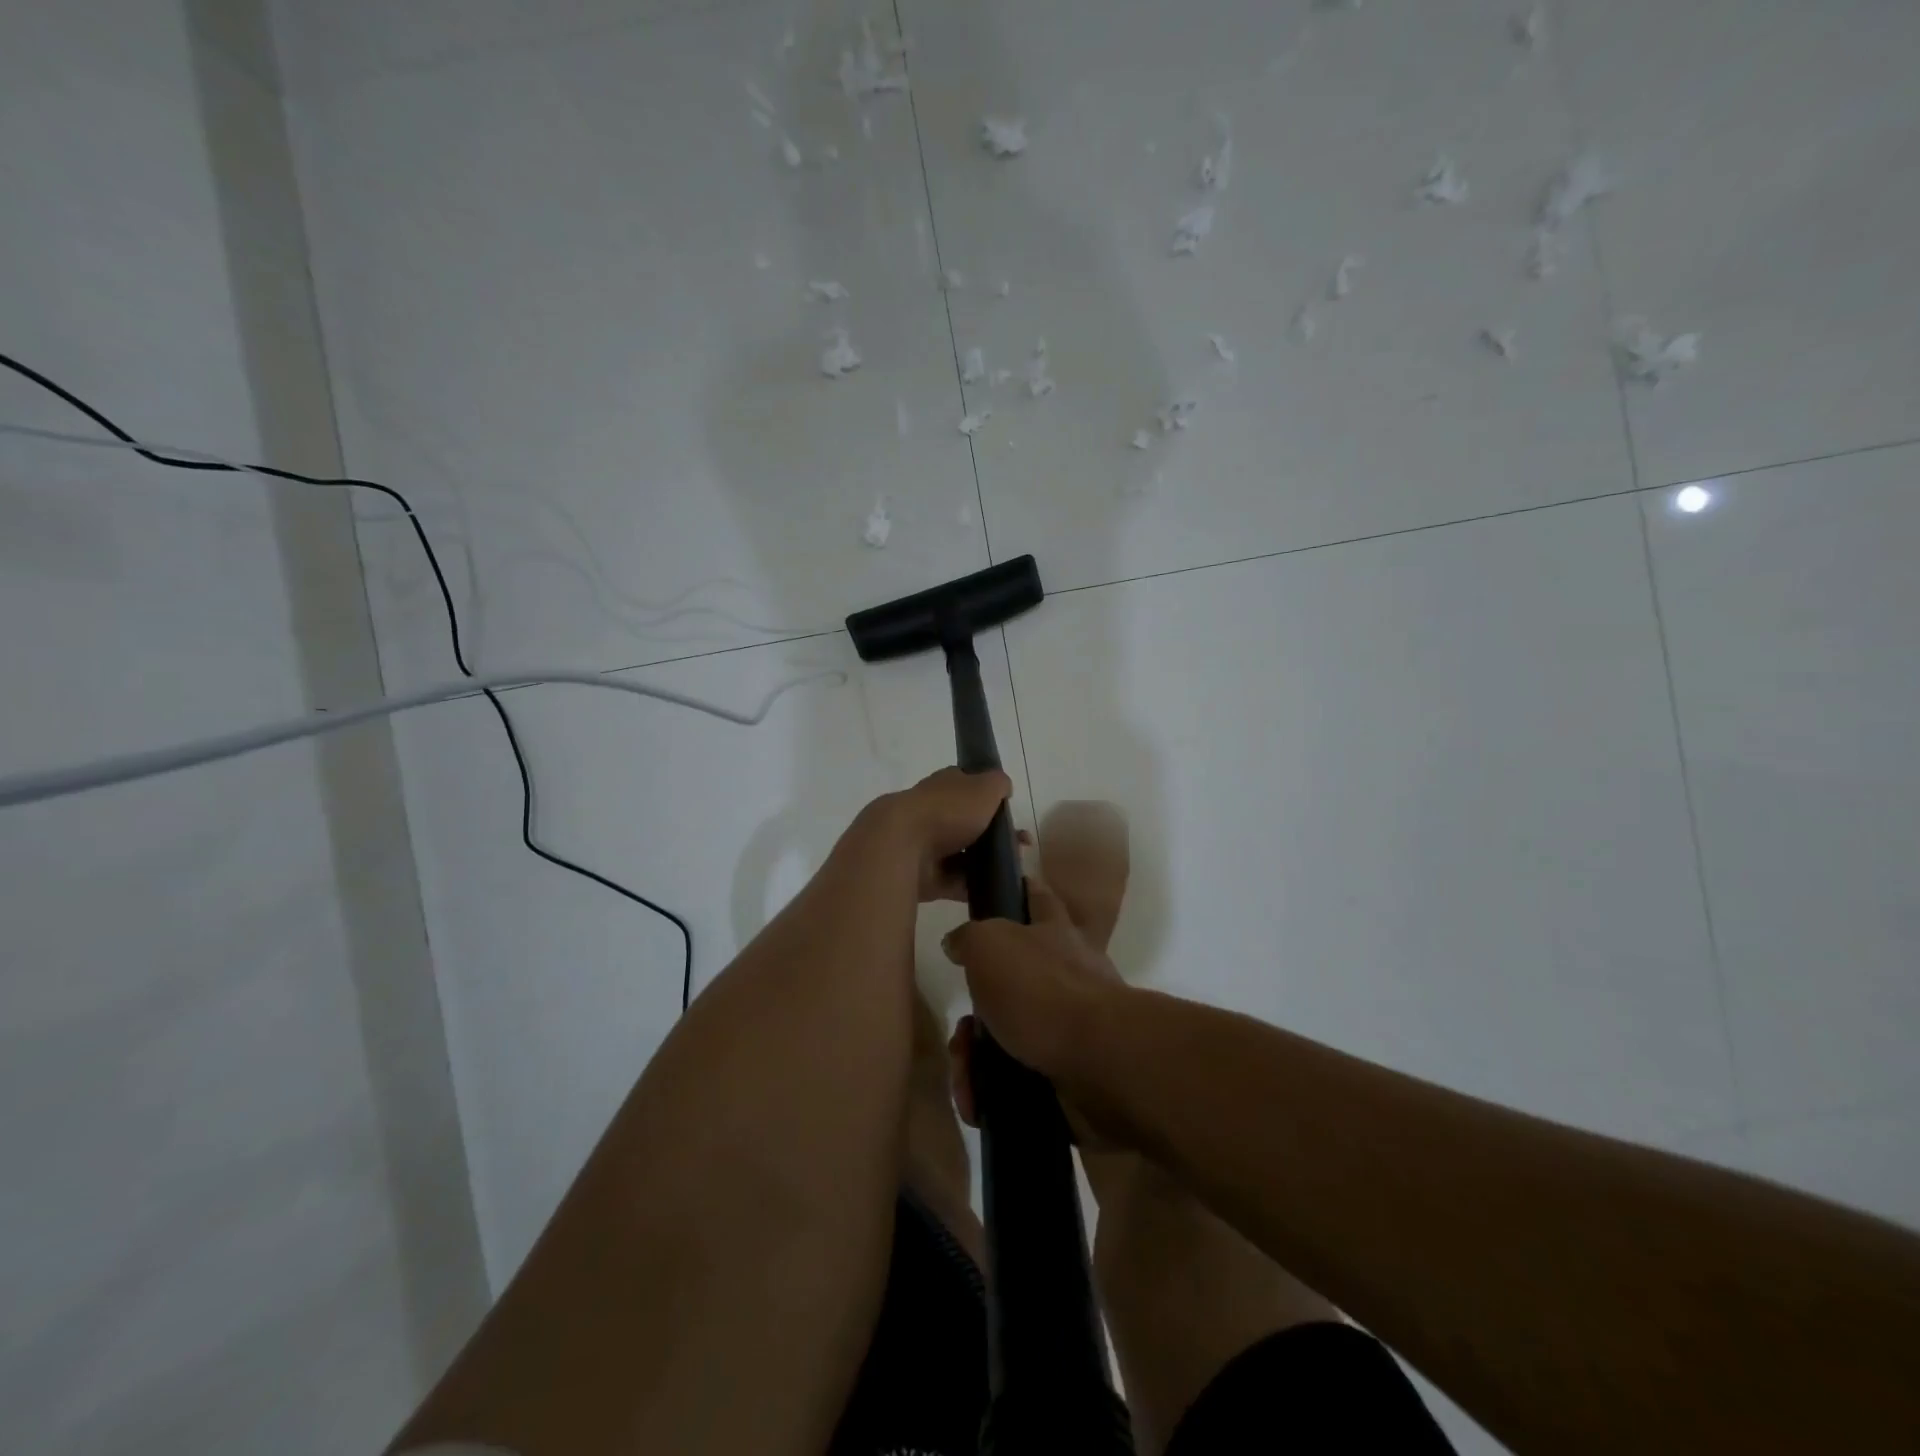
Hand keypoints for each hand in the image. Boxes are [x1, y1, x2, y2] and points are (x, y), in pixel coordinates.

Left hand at [860, 766, 1012, 902]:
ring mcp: (927, 845)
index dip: (990, 797)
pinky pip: (955, 882)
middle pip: (969, 823)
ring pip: (964, 854)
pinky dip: (973, 887)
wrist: (902, 846)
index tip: (1011, 813)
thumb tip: (1004, 787)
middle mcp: (934, 812)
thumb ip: (998, 784)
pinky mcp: (925, 876)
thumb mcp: (983, 788)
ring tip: (1013, 870)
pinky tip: (996, 889)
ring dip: (987, 862)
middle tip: (1020, 846)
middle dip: (995, 835)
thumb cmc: (947, 810)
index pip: (969, 786)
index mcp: (945, 786)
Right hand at [941, 876, 1127, 1131]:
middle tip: (961, 1033)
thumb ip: (969, 938)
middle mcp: (1066, 975)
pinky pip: (1018, 1082)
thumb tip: (957, 943)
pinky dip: (992, 1093)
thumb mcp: (989, 945)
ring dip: (976, 1059)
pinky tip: (977, 1103)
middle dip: (976, 1012)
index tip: (1006, 890)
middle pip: (1010, 983)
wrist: (1099, 1060)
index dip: (1021, 889)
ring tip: (965, 1077)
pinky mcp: (1069, 1075)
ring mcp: (1070, 1027)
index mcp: (1053, 933)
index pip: (1037, 898)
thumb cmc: (1042, 988)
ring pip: (1008, 1037)